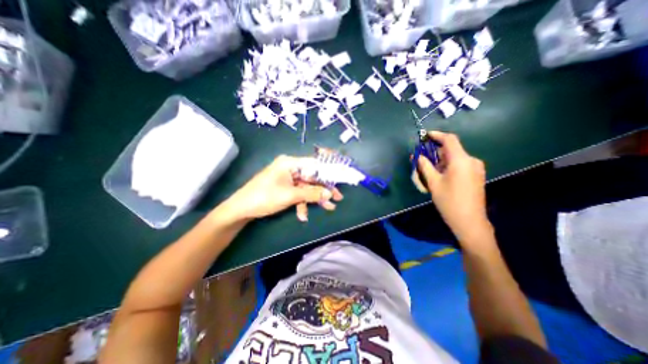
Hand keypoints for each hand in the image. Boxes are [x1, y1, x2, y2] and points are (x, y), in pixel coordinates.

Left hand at [223, 153, 343, 221]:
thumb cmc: (264, 197)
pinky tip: (303, 215)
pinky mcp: (285, 187)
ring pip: (307, 187)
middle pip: (312, 177)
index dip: (329, 170)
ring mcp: (287, 178)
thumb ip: (311, 193)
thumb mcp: (290, 196)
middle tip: (337, 197)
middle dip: (324, 189)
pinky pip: (298, 193)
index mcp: (290, 163)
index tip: (341, 178)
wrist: (241, 209)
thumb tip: (329, 193)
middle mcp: (290, 168)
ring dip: (315, 198)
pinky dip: (302, 203)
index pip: (314, 163)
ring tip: (328, 208)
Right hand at [415, 133, 491, 242]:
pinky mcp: (476, 175)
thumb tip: (418, 156)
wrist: (469, 221)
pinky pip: (460, 165)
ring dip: (441, 161)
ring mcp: (476, 168)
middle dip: (435, 152)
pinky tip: (440, 176)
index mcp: (461, 160)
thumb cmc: (449, 201)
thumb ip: (425, 166)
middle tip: (422, 159)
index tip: (425, 136)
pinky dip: (448, 166)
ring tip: (429, 171)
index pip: (449, 140)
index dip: (437, 135)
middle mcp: (471, 160)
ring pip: (455, 158)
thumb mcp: (433, 183)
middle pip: (451, 150)